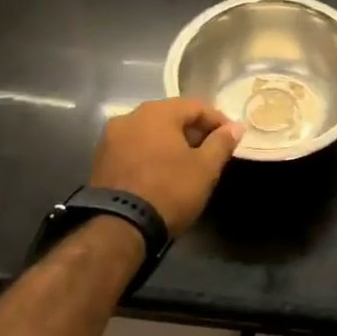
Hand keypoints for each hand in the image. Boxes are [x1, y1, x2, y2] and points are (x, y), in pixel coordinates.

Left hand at [89, 98, 242, 235]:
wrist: (118, 229)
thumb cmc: (168, 190)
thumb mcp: (205, 168)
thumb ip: (222, 142)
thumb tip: (236, 126)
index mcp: (157, 112)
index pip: (196, 106)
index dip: (218, 121)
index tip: (231, 138)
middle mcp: (130, 116)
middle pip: (171, 116)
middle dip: (194, 131)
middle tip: (211, 151)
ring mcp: (111, 138)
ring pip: (151, 132)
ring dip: (172, 142)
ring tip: (188, 163)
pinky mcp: (100, 160)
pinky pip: (135, 147)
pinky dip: (152, 153)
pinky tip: (163, 172)